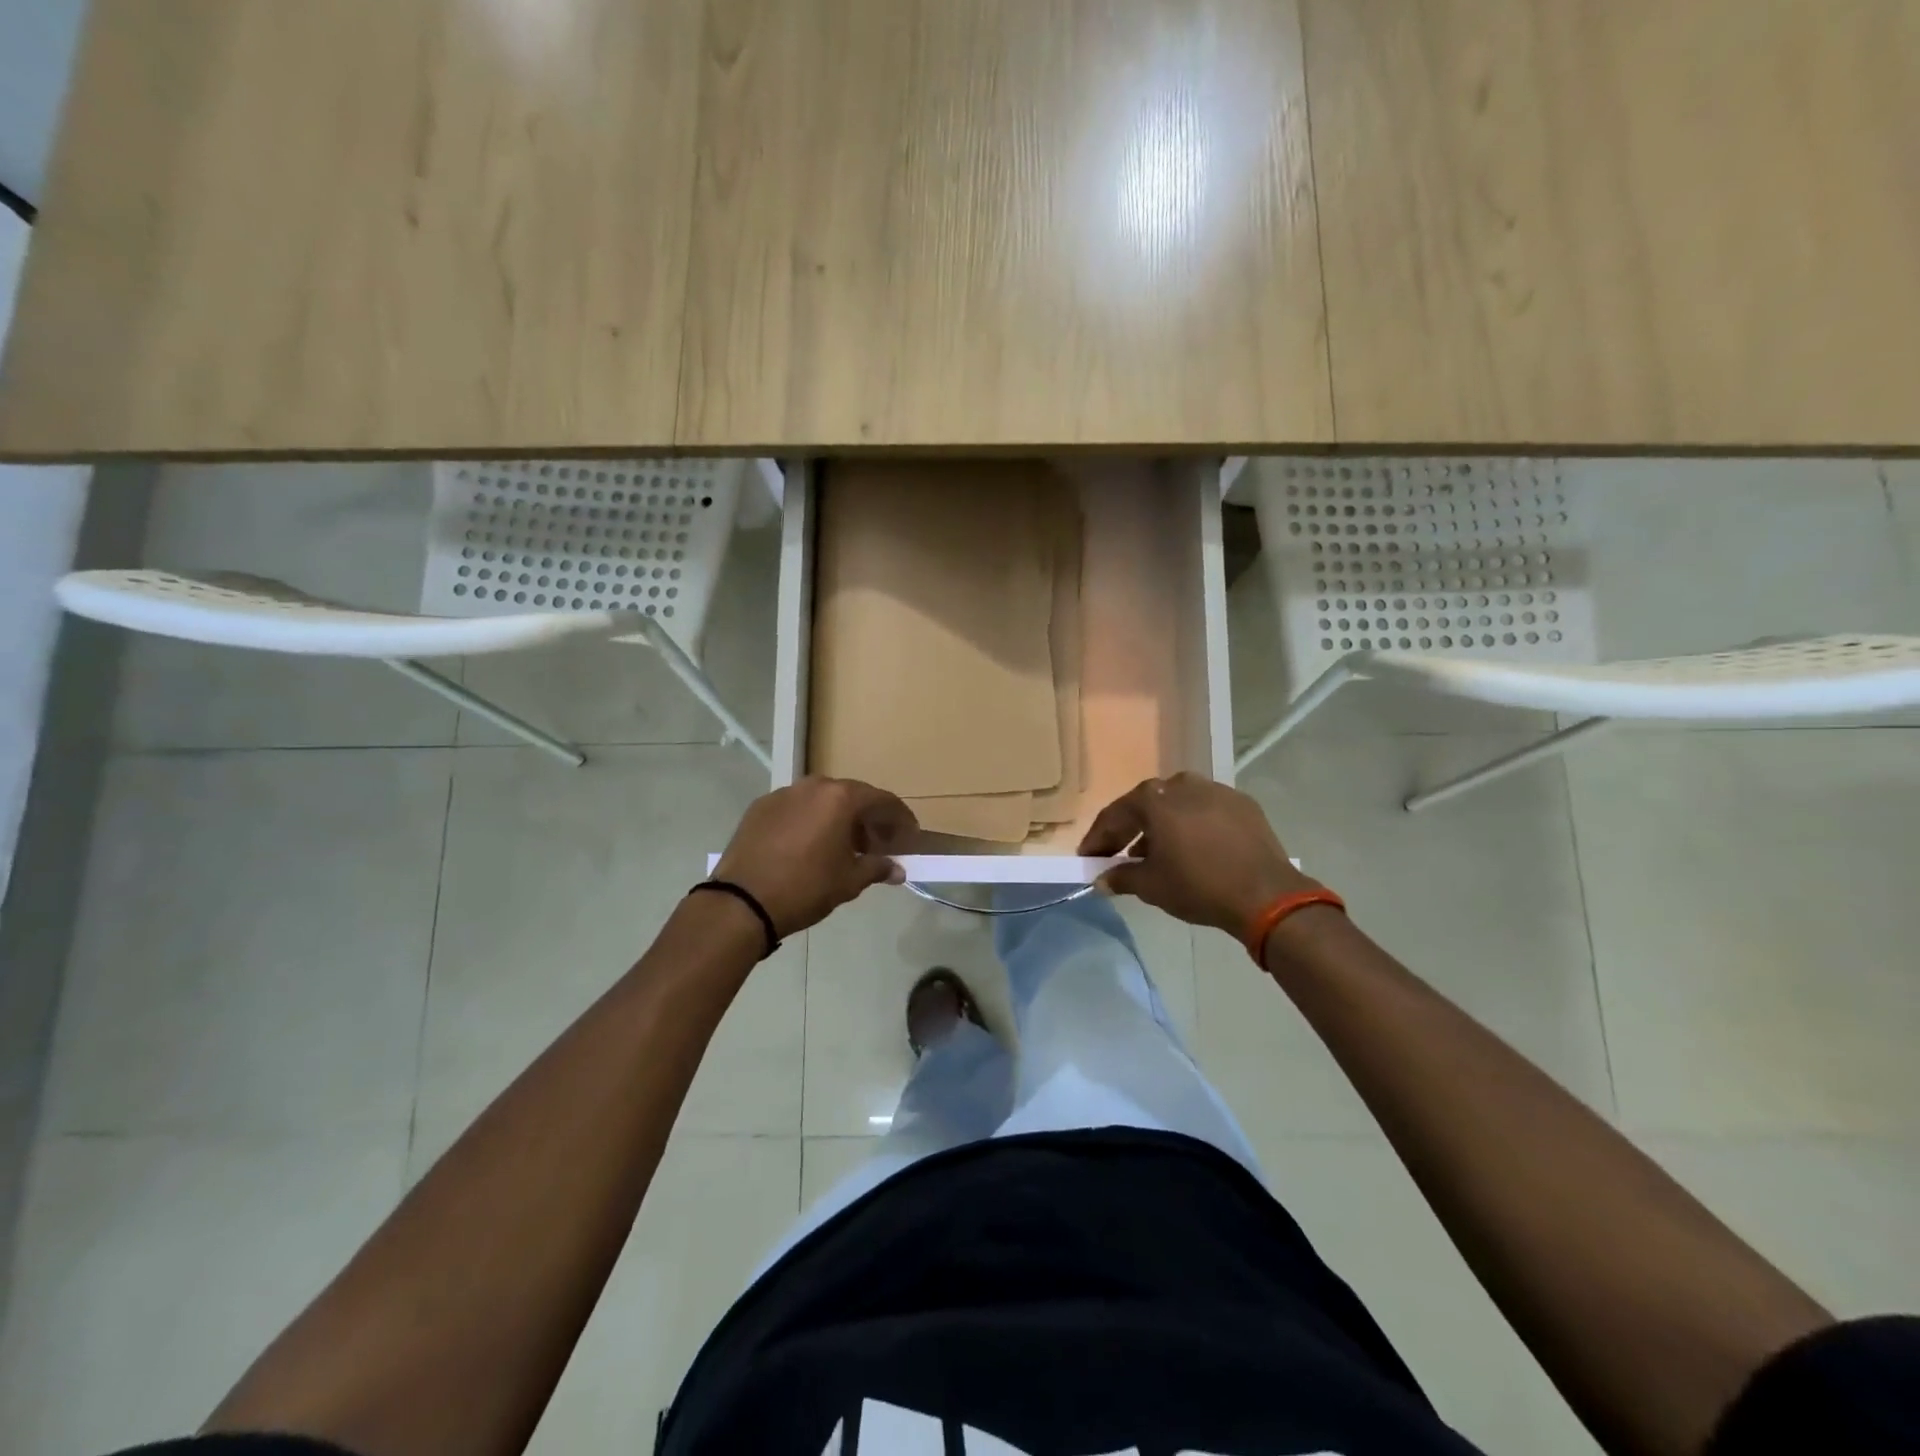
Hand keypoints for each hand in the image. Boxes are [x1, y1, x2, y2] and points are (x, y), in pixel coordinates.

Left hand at [712, 777, 916, 935]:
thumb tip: (898, 870)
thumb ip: (877, 868)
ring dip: (838, 818)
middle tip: (879, 844)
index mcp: (840, 798)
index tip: (910, 836)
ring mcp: (784, 793)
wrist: (742, 901)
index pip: (882, 800)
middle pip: (852, 796)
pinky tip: (810, 846)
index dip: (900, 819)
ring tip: (844, 846)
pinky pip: (796, 808)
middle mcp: (813, 786)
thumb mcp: (849, 881)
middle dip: (869, 819)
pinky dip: (811, 821)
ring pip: (822, 800)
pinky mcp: (760, 807)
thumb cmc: (805, 888)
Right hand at [1078, 773, 1315, 935]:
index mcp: (1153, 799)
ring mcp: (1216, 790)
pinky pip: (1206, 811)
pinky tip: (1194, 849)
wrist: (1265, 894)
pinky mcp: (1242, 804)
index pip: (1114, 815)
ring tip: (1157, 855)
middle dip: (1129, 830)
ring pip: (1177, 806)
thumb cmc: (1198, 885)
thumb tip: (1102, 879)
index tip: (1088, 856)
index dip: (1098, 838)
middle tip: (1118, 854)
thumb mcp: (1151, 886)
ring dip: (1162, 827)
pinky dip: (1193, 826)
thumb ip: (1121, 877)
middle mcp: (1182, 784)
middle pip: (1146, 806)